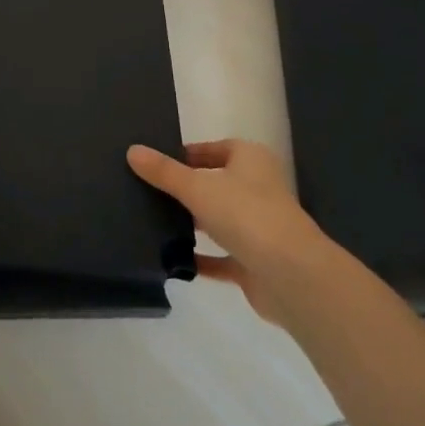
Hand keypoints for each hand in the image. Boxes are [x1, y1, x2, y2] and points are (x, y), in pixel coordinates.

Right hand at [127, 139, 328, 324]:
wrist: (292, 276)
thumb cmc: (246, 214)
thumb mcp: (197, 187)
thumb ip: (164, 172)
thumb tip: (132, 150)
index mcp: (250, 159)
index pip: (212, 149)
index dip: (184, 154)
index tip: (154, 163)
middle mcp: (258, 188)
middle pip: (214, 183)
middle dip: (185, 189)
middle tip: (146, 191)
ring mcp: (259, 227)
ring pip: (218, 219)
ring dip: (193, 223)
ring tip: (152, 222)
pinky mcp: (255, 262)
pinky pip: (221, 257)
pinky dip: (201, 259)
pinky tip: (172, 260)